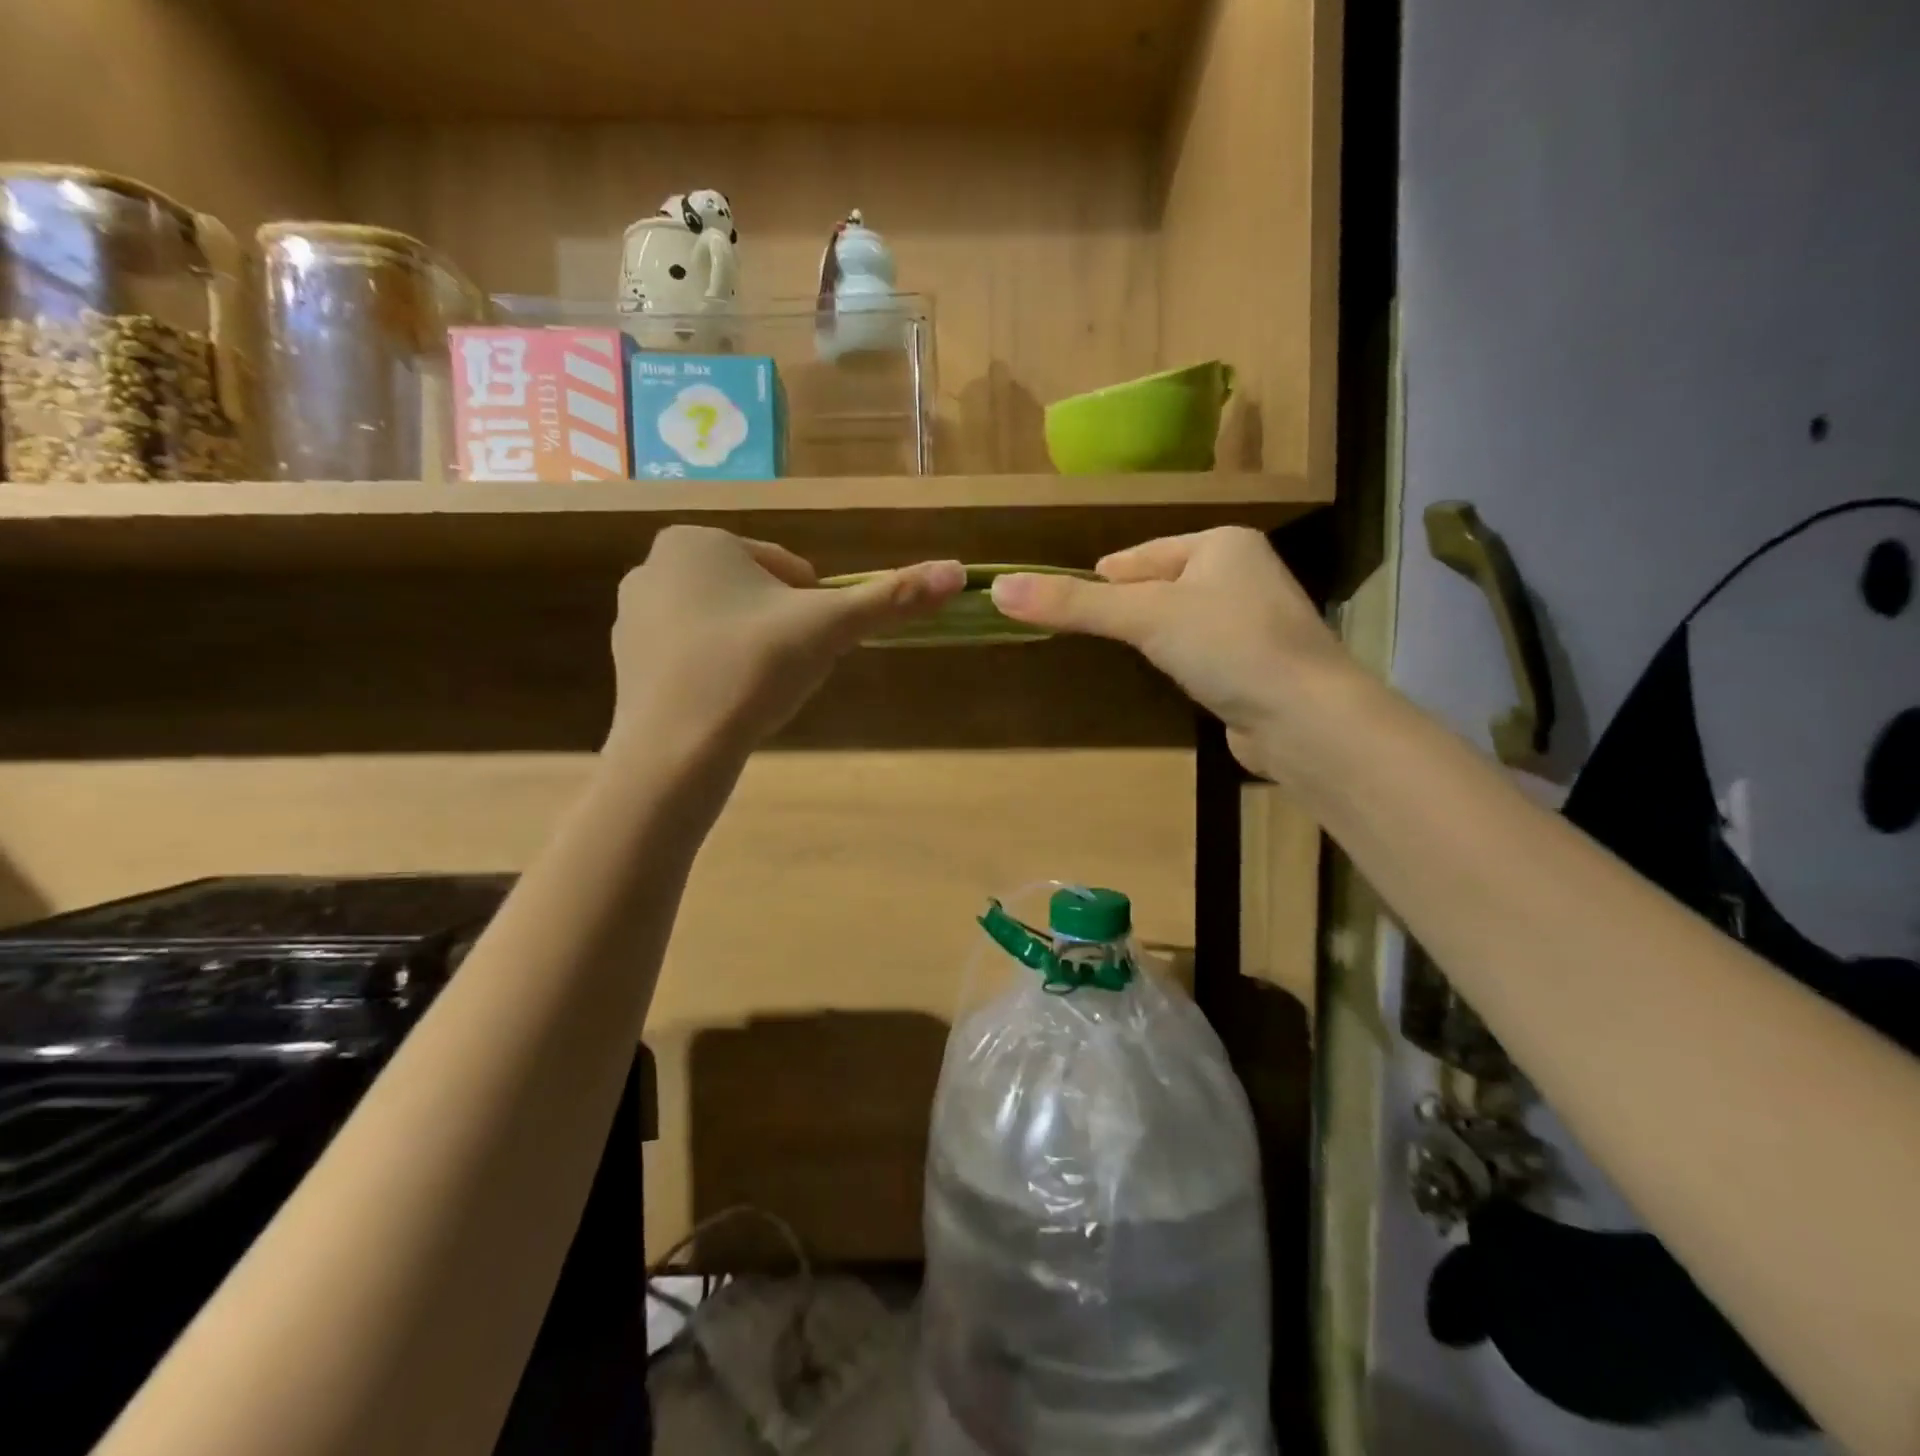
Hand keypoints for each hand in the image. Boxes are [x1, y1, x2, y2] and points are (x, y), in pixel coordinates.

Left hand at [610, 527, 963, 755]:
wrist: (676, 751)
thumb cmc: (754, 670)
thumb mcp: (830, 628)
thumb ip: (893, 598)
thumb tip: (959, 571)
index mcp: (699, 539)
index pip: (789, 569)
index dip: (813, 610)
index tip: (808, 647)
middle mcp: (655, 563)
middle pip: (756, 593)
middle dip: (782, 628)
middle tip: (785, 671)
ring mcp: (632, 612)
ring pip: (725, 622)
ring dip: (752, 649)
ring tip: (756, 691)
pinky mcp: (624, 658)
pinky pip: (693, 653)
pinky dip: (717, 670)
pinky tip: (725, 704)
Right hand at [989, 527, 1352, 780]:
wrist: (1304, 717)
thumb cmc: (1226, 645)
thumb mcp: (1143, 616)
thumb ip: (1074, 603)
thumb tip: (998, 588)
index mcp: (1222, 543)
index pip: (1142, 554)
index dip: (1104, 576)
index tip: (1066, 598)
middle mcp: (1244, 572)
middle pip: (1162, 583)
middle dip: (1128, 605)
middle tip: (1088, 627)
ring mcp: (1256, 619)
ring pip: (1182, 617)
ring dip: (1154, 632)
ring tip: (1124, 650)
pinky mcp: (1259, 662)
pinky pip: (1203, 648)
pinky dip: (1180, 657)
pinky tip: (1169, 674)